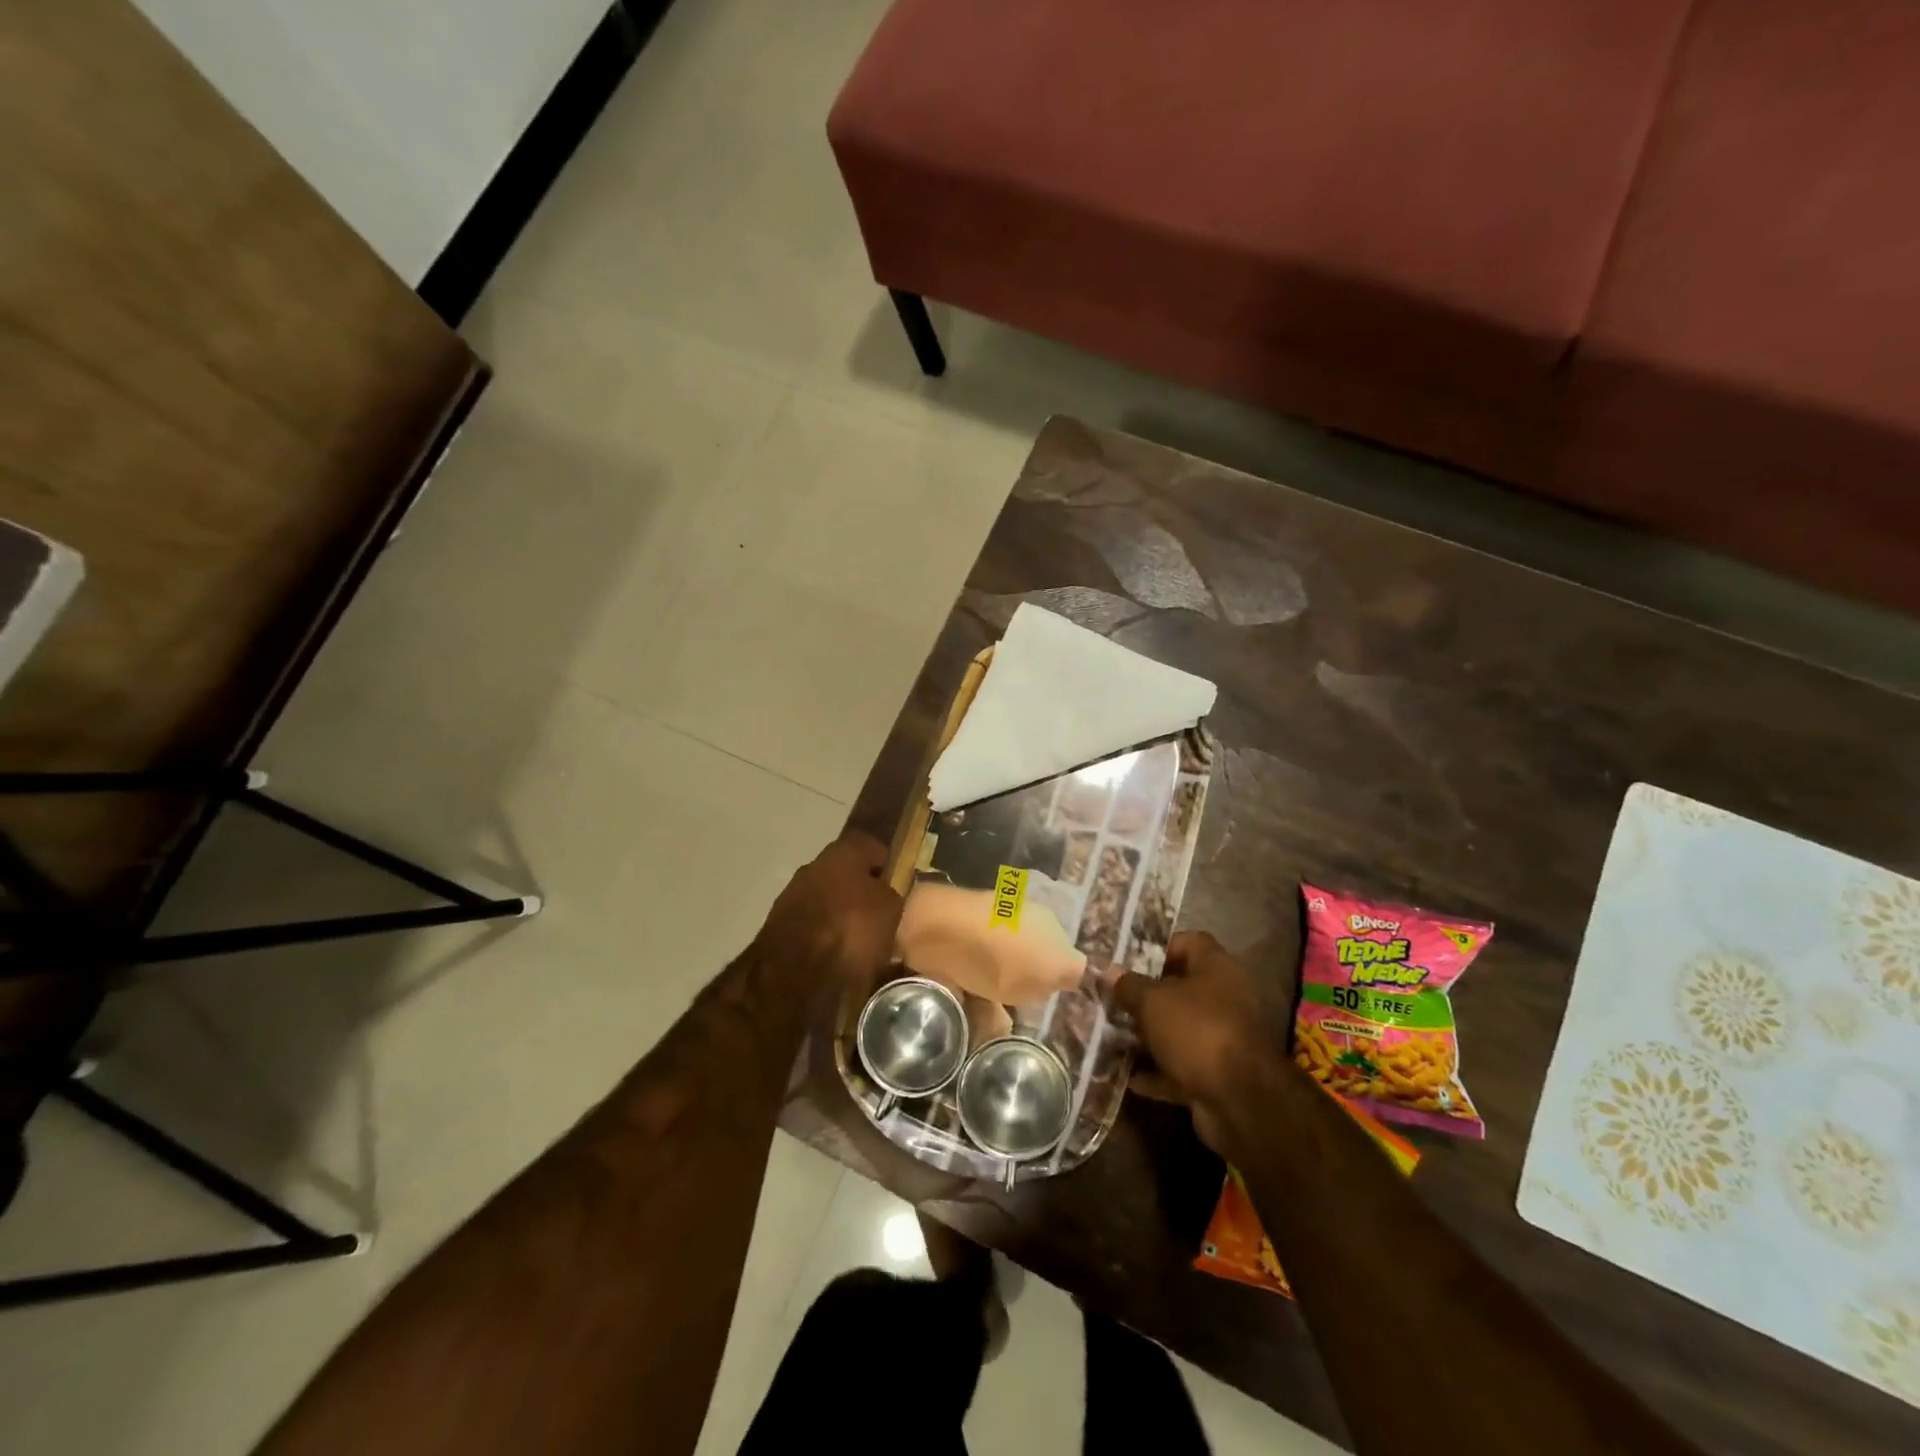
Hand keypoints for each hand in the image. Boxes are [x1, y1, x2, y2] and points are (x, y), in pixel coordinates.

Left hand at [761, 833, 902, 984]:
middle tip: (883, 914)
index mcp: (841, 853)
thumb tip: (889, 889)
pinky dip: (825, 933)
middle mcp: (813, 866)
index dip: (888, 864)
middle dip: (863, 890)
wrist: (795, 975)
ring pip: (827, 898)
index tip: (901, 883)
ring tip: (862, 939)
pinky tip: (838, 954)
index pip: (871, 846)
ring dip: (842, 913)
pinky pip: (812, 923)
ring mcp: (791, 895)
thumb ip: (893, 891)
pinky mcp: (778, 927)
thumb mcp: (892, 908)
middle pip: (846, 873)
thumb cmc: (852, 930)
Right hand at [1111, 930, 1288, 1153]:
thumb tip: (1108, 972)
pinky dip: (1160, 1072)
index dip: (1159, 948)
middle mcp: (1225, 998)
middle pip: (1181, 988)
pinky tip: (1130, 1078)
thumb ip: (1128, 986)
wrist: (1240, 1101)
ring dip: (1150, 1036)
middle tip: (1113, 1001)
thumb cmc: (1195, 1031)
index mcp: (1216, 968)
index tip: (1128, 962)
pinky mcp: (1219, 1073)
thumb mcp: (1152, 1002)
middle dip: (1146, 996)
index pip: (1189, 942)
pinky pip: (1183, 1066)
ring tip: (1114, 1038)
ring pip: (1180, 1029)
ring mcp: (1223, 1037)